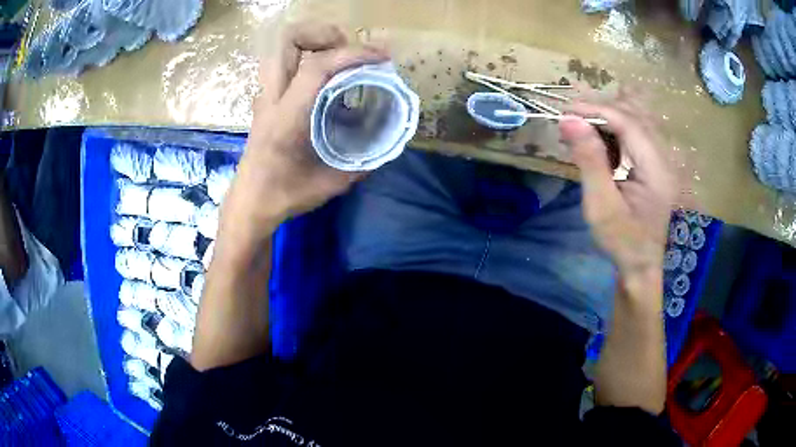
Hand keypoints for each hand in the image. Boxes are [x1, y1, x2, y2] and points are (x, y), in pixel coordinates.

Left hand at [221, 23, 388, 238]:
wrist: (250, 203)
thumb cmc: (285, 195)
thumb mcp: (331, 183)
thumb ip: (362, 161)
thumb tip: (386, 143)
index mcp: (287, 116)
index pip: (318, 66)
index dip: (354, 54)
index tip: (382, 58)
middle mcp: (272, 97)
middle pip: (288, 39)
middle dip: (324, 34)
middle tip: (350, 50)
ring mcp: (266, 95)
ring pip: (282, 47)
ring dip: (314, 42)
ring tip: (341, 59)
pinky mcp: (266, 99)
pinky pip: (286, 63)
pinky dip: (309, 59)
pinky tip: (328, 81)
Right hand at [559, 90, 674, 277]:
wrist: (640, 266)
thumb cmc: (622, 241)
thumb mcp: (602, 205)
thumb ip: (589, 160)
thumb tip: (569, 120)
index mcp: (656, 169)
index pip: (628, 123)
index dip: (596, 110)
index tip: (565, 111)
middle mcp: (662, 158)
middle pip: (632, 117)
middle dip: (600, 112)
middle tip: (569, 120)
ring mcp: (660, 161)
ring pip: (633, 124)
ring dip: (605, 122)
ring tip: (579, 131)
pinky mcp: (653, 165)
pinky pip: (633, 137)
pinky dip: (612, 135)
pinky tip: (597, 145)